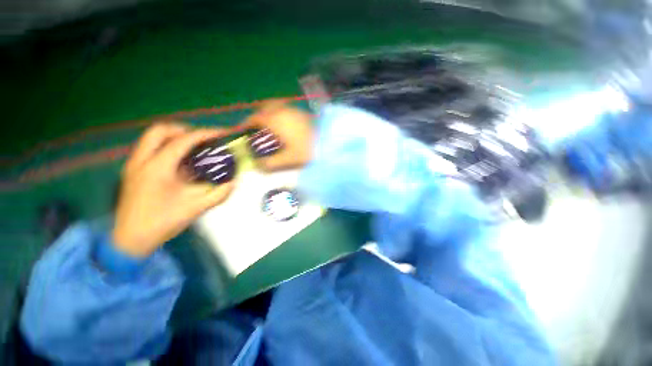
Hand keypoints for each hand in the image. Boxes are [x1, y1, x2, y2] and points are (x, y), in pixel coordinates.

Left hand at [113, 123, 233, 257]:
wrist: (130, 240)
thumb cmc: (162, 223)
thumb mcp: (196, 208)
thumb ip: (219, 193)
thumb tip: (234, 181)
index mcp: (157, 168)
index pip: (183, 141)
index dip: (205, 134)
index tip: (221, 134)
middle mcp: (141, 161)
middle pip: (160, 130)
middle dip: (184, 131)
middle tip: (202, 140)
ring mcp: (134, 165)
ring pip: (152, 138)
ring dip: (174, 138)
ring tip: (193, 148)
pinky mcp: (132, 171)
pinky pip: (150, 149)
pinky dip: (167, 148)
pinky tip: (180, 163)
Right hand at [243, 102, 313, 170]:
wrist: (328, 143)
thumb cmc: (306, 151)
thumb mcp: (287, 159)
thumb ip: (270, 163)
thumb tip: (258, 165)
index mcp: (275, 120)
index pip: (255, 118)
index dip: (247, 123)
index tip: (243, 130)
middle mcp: (282, 111)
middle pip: (265, 107)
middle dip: (259, 115)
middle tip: (258, 127)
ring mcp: (294, 110)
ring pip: (277, 106)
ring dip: (271, 113)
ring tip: (271, 126)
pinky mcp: (303, 113)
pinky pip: (287, 110)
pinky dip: (282, 114)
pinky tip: (287, 125)